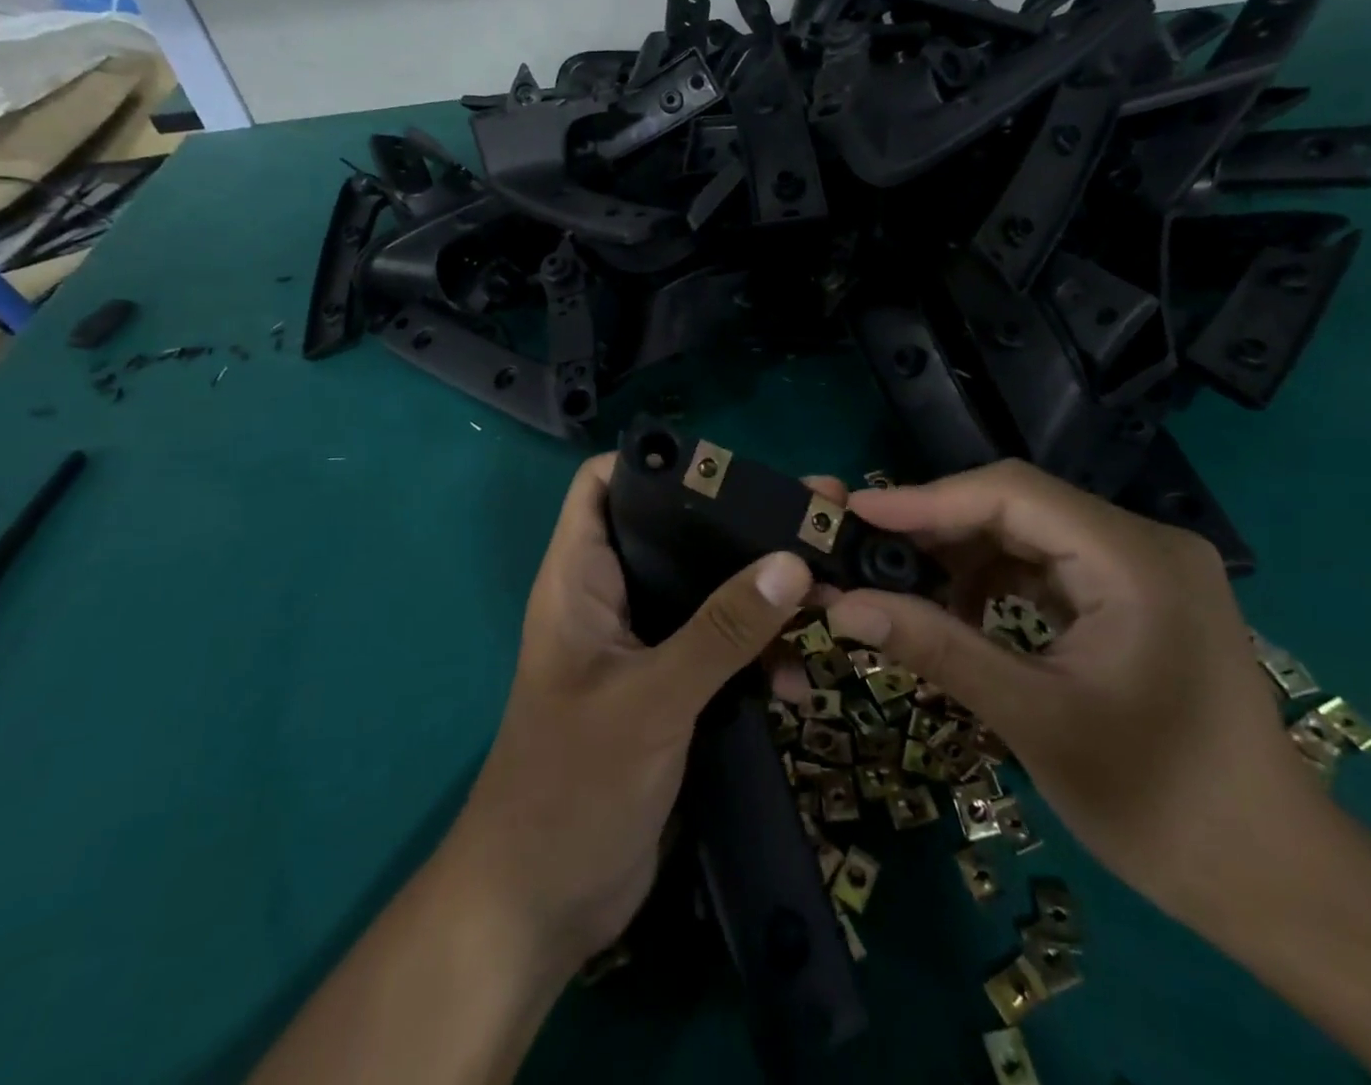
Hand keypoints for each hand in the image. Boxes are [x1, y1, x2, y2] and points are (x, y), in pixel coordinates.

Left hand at [444, 454, 818, 976]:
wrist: (542, 906)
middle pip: (674, 534)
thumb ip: (721, 631)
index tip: (729, 468)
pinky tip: (799, 682)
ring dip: (760, 598)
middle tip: (814, 522)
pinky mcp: (669, 689)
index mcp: (580, 578)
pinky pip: (720, 649)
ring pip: (706, 593)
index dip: (655, 463)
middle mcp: (611, 598)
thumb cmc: (573, 787)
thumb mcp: (652, 700)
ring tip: (827, 601)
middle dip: (739, 528)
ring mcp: (642, 646)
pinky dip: (757, 655)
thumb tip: (791, 561)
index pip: (603, 485)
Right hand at [821, 460, 1331, 926]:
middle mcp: (1142, 542)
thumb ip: (936, 648)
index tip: (856, 515)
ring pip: (1028, 532)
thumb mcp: (1034, 719)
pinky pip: (1047, 563)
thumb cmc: (1161, 803)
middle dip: (938, 528)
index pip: (1012, 494)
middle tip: (866, 552)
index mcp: (1134, 559)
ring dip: (962, 554)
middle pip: (1018, 506)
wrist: (1274, 881)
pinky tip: (958, 610)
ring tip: (902, 585)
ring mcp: (1143, 566)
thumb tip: (842, 606)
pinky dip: (995, 580)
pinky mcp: (1135, 594)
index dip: (927, 500)